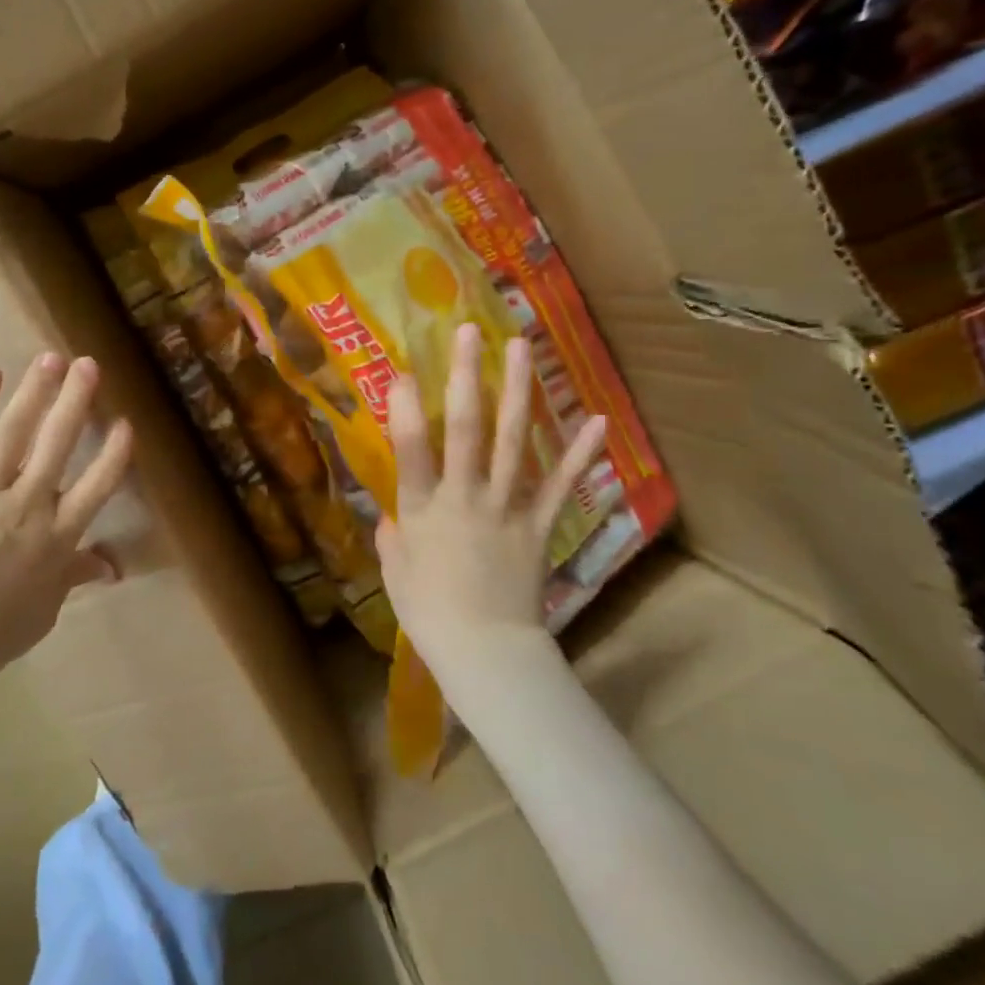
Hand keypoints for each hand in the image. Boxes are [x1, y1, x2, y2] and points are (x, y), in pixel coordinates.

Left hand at [0, 354, 133, 687]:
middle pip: (58, 443)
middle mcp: (27, 506)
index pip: (98, 486)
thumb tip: (111, 566)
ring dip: (35, 392)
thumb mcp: (44, 610)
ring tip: (49, 359)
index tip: (125, 423)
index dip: (115, 453)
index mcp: (57, 538)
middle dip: (76, 400)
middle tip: (88, 364)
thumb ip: (74, 576)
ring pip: (14, 432)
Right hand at [377, 323, 607, 667]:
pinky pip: (561, 484)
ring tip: (521, 347)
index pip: (412, 449)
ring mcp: (507, 507)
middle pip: (467, 428)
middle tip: (469, 331)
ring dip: (518, 391)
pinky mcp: (539, 524)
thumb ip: (392, 535)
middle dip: (467, 376)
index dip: (408, 407)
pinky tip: (595, 418)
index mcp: (423, 508)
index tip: (404, 369)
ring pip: (513, 441)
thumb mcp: (395, 571)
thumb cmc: (429, 613)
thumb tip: (390, 515)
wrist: (487, 653)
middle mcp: (465, 497)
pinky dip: (579, 452)